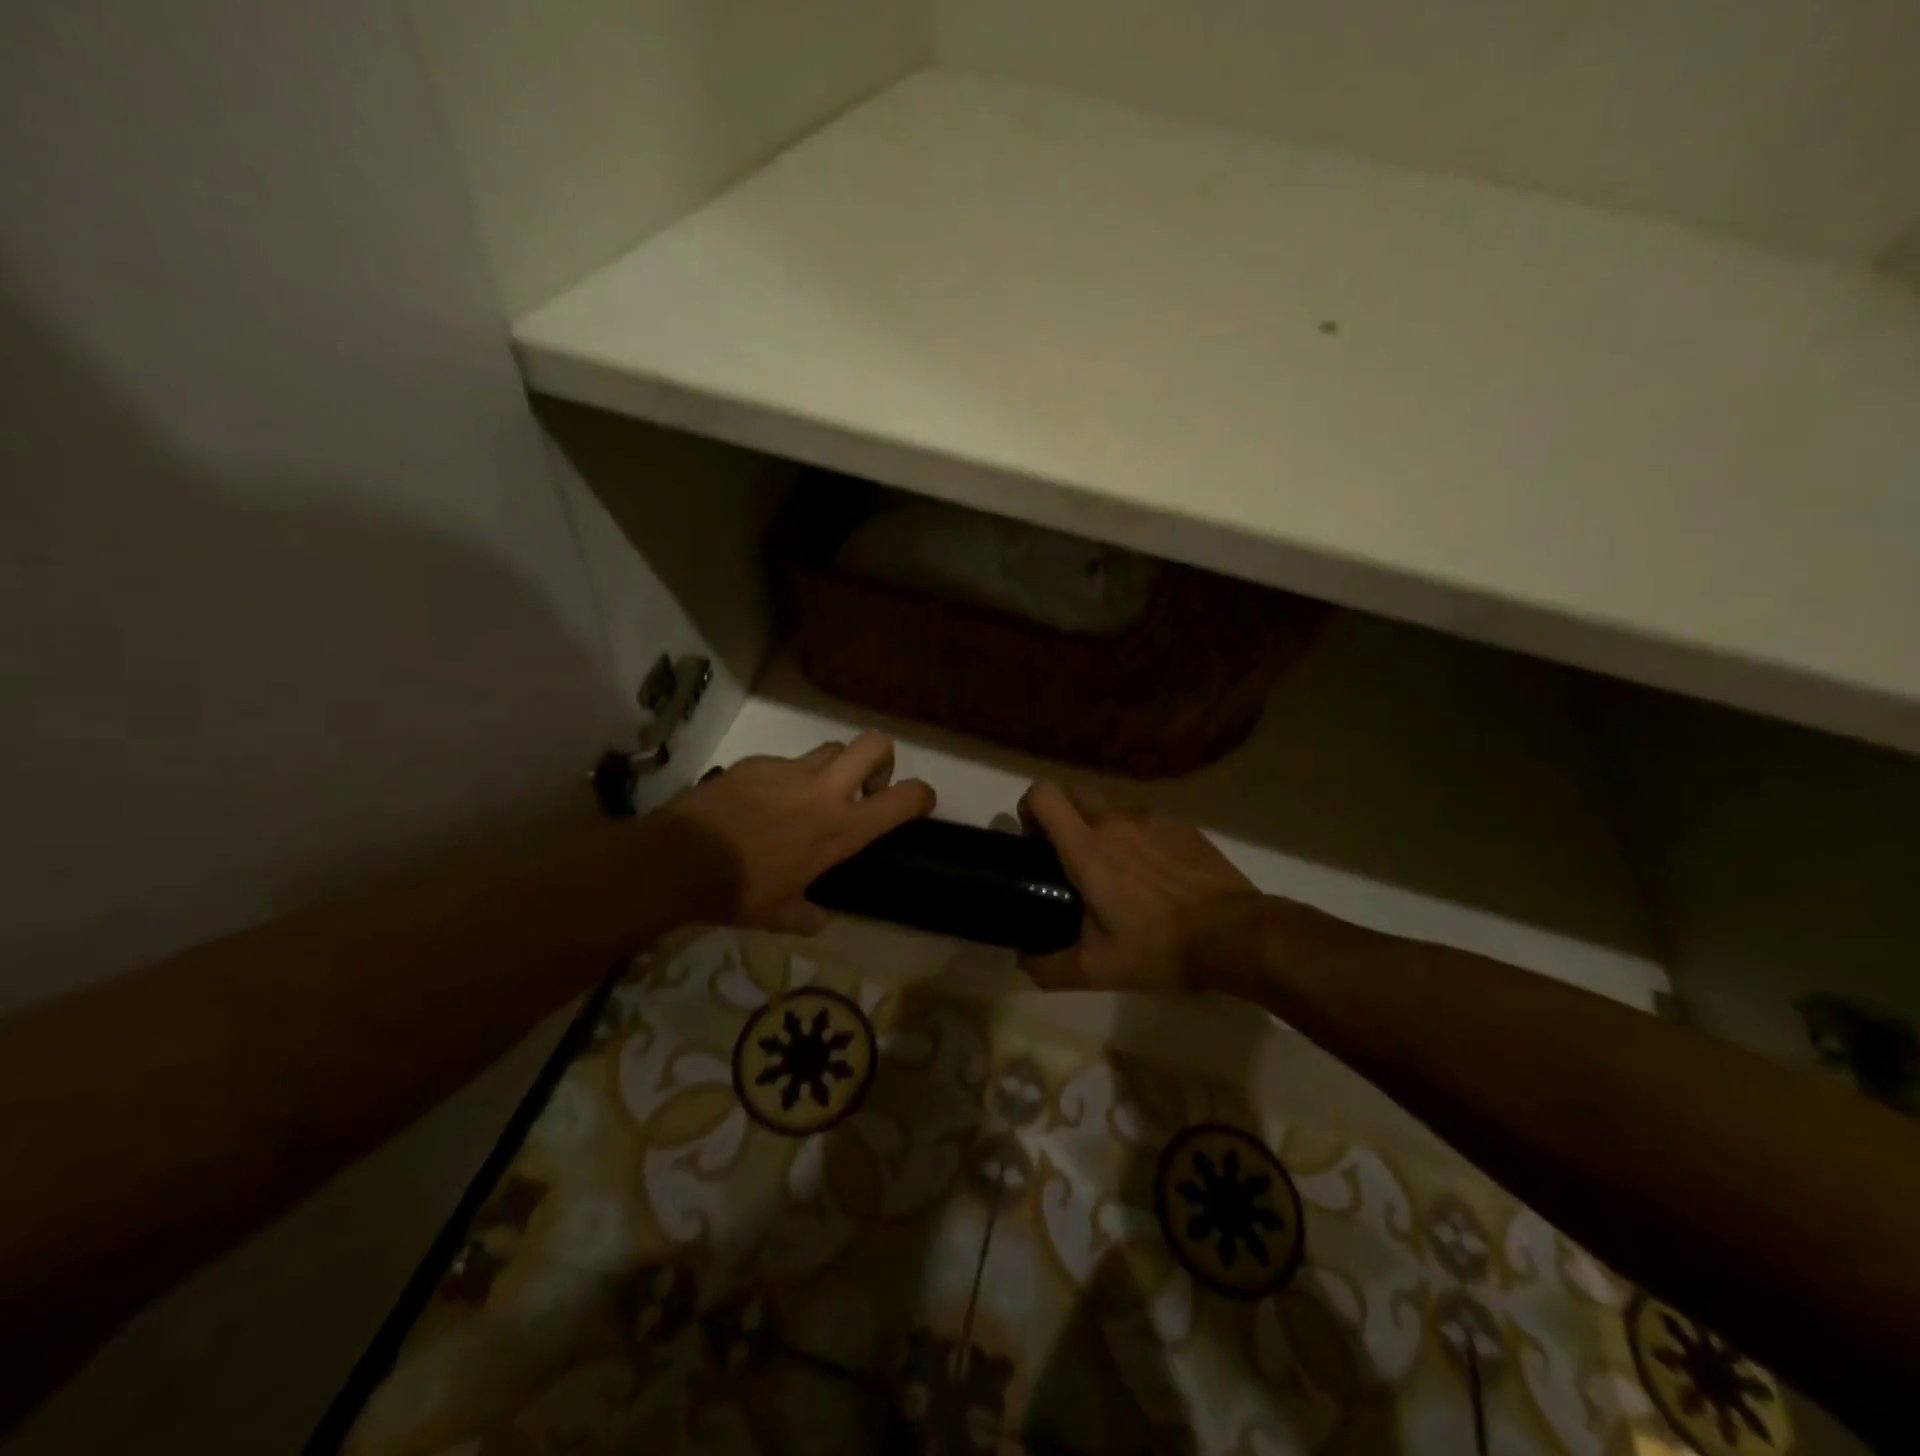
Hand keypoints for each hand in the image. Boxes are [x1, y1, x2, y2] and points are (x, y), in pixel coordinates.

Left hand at [662, 733, 934, 933]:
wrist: (681, 860)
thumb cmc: (740, 892)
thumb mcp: (781, 915)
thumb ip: (809, 915)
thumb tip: (819, 918)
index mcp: (843, 828)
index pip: (905, 797)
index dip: (922, 795)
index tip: (918, 803)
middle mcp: (825, 790)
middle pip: (875, 745)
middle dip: (882, 760)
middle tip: (865, 787)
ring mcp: (790, 769)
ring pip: (831, 748)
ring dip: (834, 767)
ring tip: (812, 795)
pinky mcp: (757, 762)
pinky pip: (785, 762)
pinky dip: (785, 778)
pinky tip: (762, 803)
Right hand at [1019, 781, 1264, 991]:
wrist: (1234, 934)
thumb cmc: (1159, 947)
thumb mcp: (1098, 969)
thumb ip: (1050, 966)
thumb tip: (1023, 961)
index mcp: (1088, 847)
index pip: (1043, 794)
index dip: (1029, 808)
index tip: (1034, 841)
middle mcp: (1115, 820)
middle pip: (1072, 790)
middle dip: (1061, 814)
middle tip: (1068, 855)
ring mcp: (1151, 817)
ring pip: (1108, 803)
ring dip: (1097, 823)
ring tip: (1112, 866)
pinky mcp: (1180, 824)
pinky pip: (1143, 817)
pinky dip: (1134, 833)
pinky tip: (1151, 871)